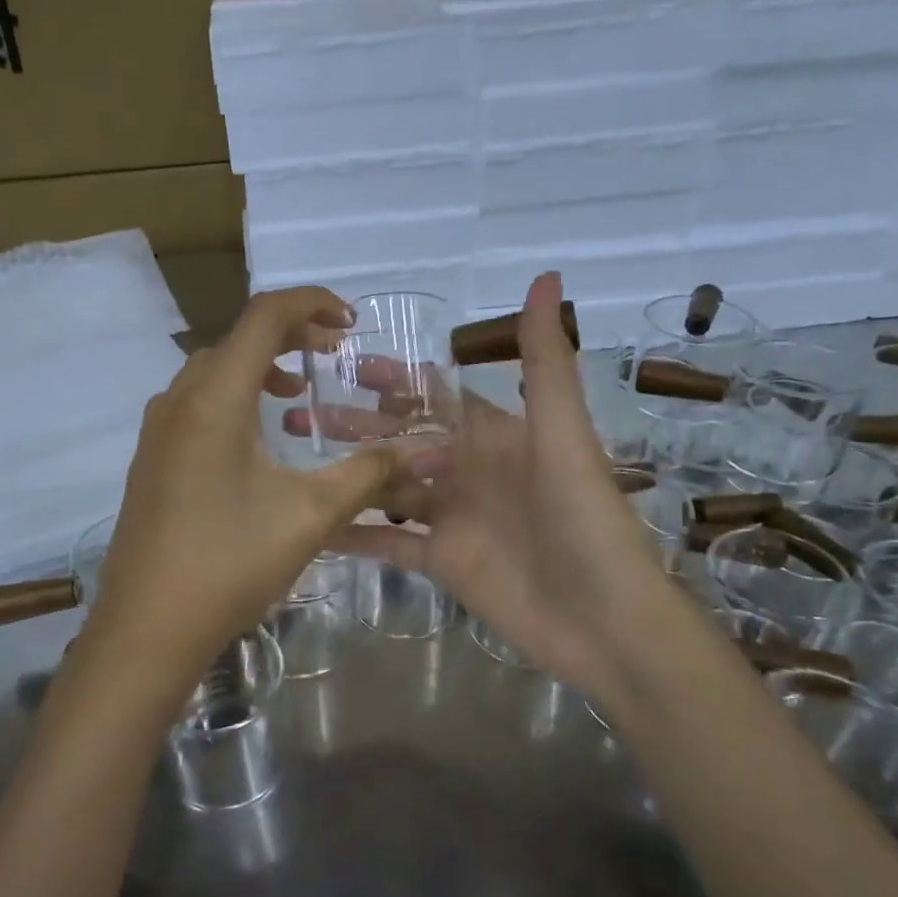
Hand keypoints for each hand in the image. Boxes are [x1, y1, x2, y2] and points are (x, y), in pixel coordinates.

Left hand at [79, 287, 402, 700]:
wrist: (147, 627)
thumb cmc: (230, 561)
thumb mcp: (310, 514)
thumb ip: (369, 473)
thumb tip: (428, 449)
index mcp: (214, 397)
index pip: (264, 316)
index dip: (312, 304)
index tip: (350, 323)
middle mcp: (178, 399)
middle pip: (236, 338)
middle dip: (289, 335)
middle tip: (331, 354)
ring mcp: (157, 430)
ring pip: (212, 371)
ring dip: (258, 368)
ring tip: (298, 394)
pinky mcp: (151, 458)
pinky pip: (195, 403)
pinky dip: (232, 397)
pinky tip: (256, 442)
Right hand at [333, 273, 671, 693]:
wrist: (604, 620)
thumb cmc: (584, 518)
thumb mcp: (562, 433)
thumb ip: (543, 361)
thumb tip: (546, 276)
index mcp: (495, 435)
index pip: (434, 396)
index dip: (393, 379)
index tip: (344, 363)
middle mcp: (468, 470)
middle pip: (400, 440)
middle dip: (354, 426)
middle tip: (296, 414)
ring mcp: (452, 517)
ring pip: (388, 486)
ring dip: (347, 472)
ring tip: (294, 459)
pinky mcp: (441, 562)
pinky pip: (388, 543)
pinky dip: (354, 535)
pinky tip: (313, 525)